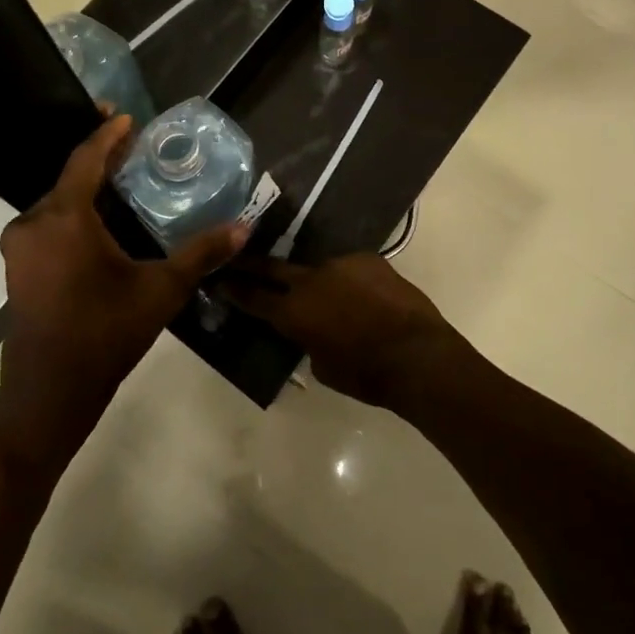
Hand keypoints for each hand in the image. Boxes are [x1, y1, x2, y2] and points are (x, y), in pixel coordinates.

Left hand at [0, 114, 247, 469]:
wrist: (49, 394)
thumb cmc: (105, 334)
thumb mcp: (161, 291)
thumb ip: (201, 254)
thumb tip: (244, 227)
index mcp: (63, 219)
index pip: (85, 160)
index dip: (108, 135)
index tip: (128, 116)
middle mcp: (32, 223)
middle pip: (70, 178)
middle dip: (101, 160)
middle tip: (134, 146)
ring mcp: (19, 247)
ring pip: (58, 203)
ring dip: (88, 188)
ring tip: (122, 179)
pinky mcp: (19, 267)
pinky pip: (49, 224)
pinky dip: (75, 213)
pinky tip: (100, 221)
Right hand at [217, 253, 466, 410]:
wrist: (416, 355)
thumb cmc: (366, 375)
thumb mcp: (324, 368)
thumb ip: (309, 342)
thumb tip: (312, 332)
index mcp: (294, 312)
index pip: (253, 298)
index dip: (233, 289)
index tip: (218, 279)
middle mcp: (311, 280)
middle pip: (273, 268)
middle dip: (253, 265)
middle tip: (237, 258)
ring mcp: (340, 264)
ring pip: (318, 268)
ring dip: (314, 278)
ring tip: (324, 290)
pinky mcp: (368, 259)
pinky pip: (349, 268)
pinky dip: (348, 280)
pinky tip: (360, 293)